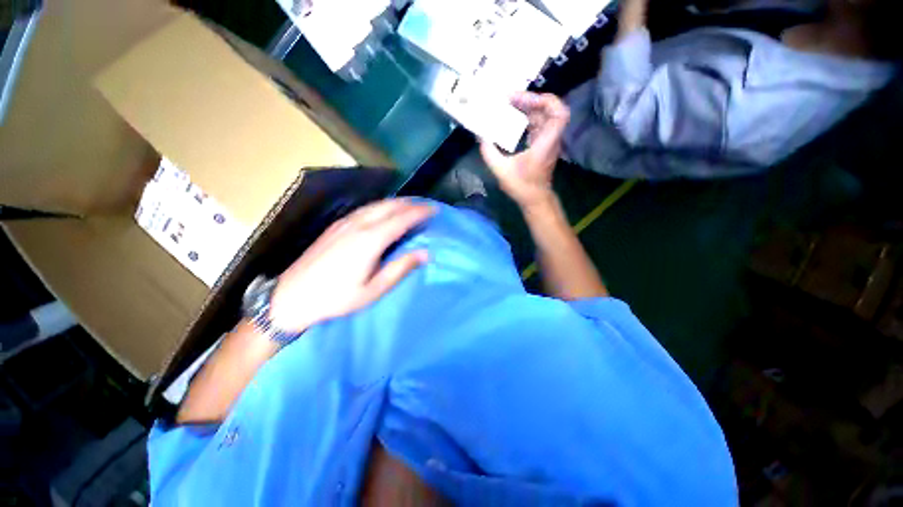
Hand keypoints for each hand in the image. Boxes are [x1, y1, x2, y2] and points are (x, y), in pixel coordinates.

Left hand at [269, 199, 433, 331]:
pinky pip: (365, 208)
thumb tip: (425, 253)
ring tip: (411, 205)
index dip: (419, 212)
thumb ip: (400, 268)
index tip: (434, 209)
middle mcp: (358, 225)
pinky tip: (384, 211)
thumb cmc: (337, 298)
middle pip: (389, 206)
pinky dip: (381, 206)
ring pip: (376, 204)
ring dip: (397, 202)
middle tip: (426, 206)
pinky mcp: (336, 225)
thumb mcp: (374, 289)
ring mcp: (345, 223)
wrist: (291, 297)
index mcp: (370, 240)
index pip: (401, 219)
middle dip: (410, 203)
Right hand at [480, 92, 569, 207]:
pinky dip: (527, 119)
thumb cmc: (521, 186)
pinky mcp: (542, 145)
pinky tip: (513, 120)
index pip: (559, 114)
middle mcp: (550, 139)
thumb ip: (489, 152)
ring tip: (509, 106)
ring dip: (528, 109)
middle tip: (510, 99)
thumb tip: (480, 135)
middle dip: (531, 101)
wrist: (534, 199)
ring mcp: (547, 141)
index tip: (524, 100)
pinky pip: (538, 125)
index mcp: (546, 143)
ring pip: (543, 116)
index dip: (545, 100)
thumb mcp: (501, 170)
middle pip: (550, 110)